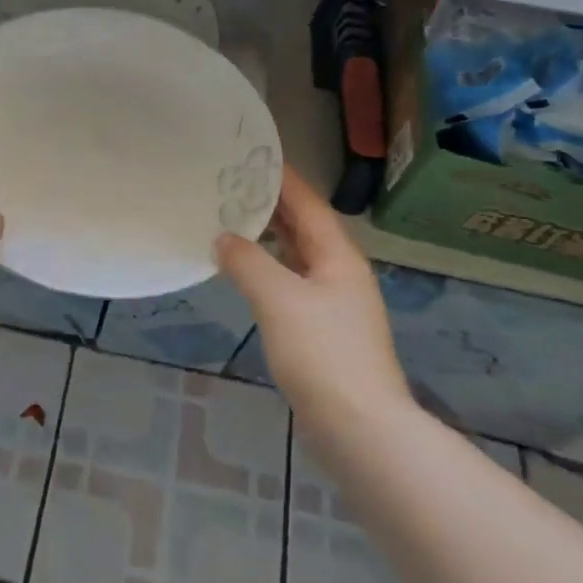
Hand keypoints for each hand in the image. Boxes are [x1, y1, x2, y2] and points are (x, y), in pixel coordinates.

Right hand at [215, 166, 410, 420]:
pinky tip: (246, 271)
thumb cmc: (322, 353)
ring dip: (269, 236)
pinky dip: (268, 268)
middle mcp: (340, 273)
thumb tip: (223, 238)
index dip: (283, 178)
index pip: (308, 204)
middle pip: (304, 227)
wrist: (359, 428)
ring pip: (297, 255)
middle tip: (231, 183)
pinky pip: (291, 282)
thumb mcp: (278, 299)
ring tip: (231, 218)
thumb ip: (247, 262)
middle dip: (272, 203)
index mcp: (338, 256)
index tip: (252, 155)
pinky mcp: (322, 330)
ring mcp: (334, 303)